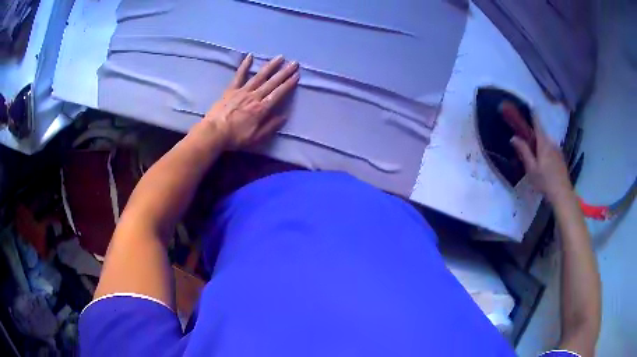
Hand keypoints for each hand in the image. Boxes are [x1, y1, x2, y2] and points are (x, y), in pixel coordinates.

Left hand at [203, 54, 299, 149]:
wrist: (213, 132)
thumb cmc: (235, 137)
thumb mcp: (256, 138)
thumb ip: (270, 127)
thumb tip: (284, 117)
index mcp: (261, 109)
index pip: (278, 94)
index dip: (288, 84)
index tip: (297, 76)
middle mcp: (254, 96)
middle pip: (272, 82)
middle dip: (284, 72)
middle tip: (294, 63)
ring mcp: (242, 91)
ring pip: (259, 76)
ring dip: (270, 66)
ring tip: (280, 57)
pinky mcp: (231, 89)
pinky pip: (239, 75)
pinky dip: (244, 65)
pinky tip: (250, 56)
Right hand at [507, 106, 572, 202]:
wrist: (563, 195)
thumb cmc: (545, 182)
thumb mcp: (531, 169)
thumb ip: (524, 151)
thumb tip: (513, 137)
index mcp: (544, 143)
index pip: (537, 122)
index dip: (531, 113)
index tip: (526, 105)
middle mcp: (551, 142)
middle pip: (541, 133)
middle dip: (533, 135)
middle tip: (525, 144)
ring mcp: (557, 150)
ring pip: (546, 143)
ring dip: (539, 146)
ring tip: (534, 159)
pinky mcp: (560, 158)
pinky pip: (550, 149)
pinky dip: (545, 152)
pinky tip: (543, 165)